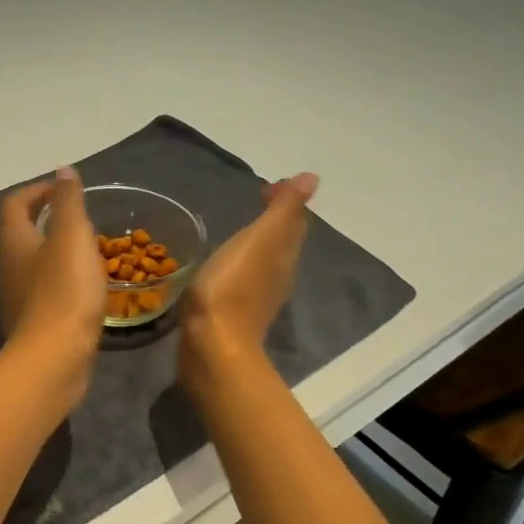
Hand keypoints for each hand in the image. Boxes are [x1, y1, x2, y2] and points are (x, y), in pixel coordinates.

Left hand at [0, 168, 106, 371]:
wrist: (54, 359)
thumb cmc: (64, 290)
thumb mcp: (71, 236)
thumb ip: (68, 201)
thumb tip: (62, 170)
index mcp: (14, 241)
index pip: (16, 203)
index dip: (39, 190)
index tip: (66, 189)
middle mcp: (9, 266)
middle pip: (22, 232)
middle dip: (48, 219)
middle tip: (81, 217)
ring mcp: (18, 297)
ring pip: (34, 262)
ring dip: (57, 250)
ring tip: (89, 248)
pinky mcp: (33, 322)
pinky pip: (46, 289)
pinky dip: (63, 278)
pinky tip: (87, 287)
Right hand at [179, 173, 319, 385]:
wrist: (212, 345)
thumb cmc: (232, 286)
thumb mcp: (260, 240)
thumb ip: (283, 210)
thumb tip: (312, 178)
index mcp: (284, 255)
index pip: (294, 221)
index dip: (286, 200)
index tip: (269, 185)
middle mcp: (277, 275)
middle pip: (282, 241)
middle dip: (275, 219)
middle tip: (258, 198)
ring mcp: (256, 296)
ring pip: (265, 260)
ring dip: (259, 241)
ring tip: (243, 228)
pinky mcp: (233, 313)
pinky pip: (244, 278)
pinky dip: (241, 263)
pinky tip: (224, 264)